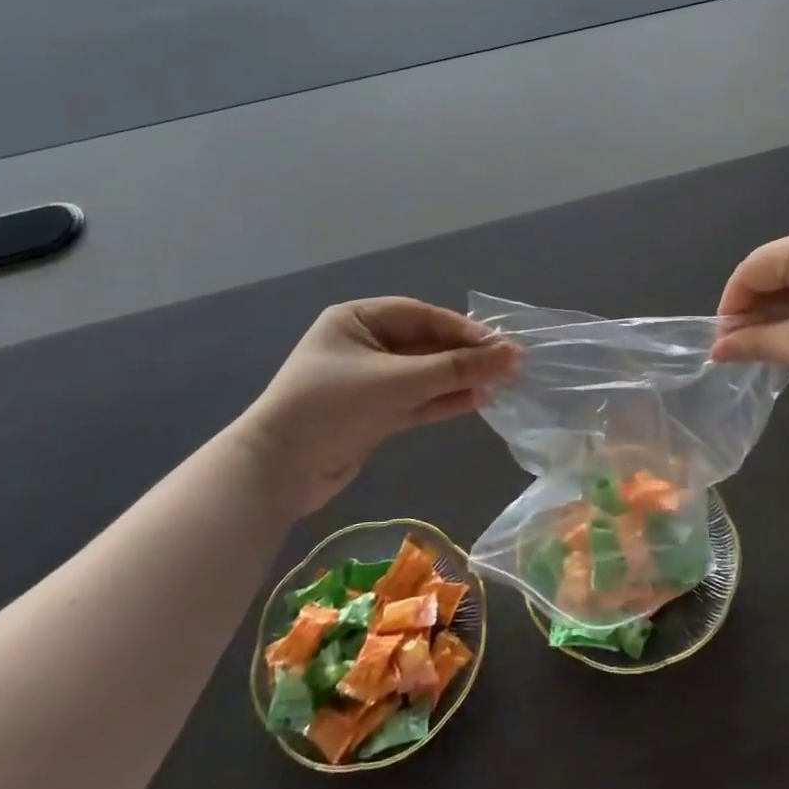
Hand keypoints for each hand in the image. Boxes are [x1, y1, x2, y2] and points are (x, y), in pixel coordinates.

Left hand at [243, 299, 517, 507]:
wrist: (277, 471)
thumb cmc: (333, 406)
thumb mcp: (398, 381)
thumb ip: (456, 368)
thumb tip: (511, 355)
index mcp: (357, 320)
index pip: (422, 316)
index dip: (464, 330)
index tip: (502, 345)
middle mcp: (363, 345)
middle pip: (426, 345)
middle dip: (465, 357)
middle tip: (509, 366)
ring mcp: (368, 382)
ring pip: (424, 375)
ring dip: (459, 380)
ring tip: (501, 385)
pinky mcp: (373, 414)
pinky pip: (416, 400)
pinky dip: (443, 401)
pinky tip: (477, 401)